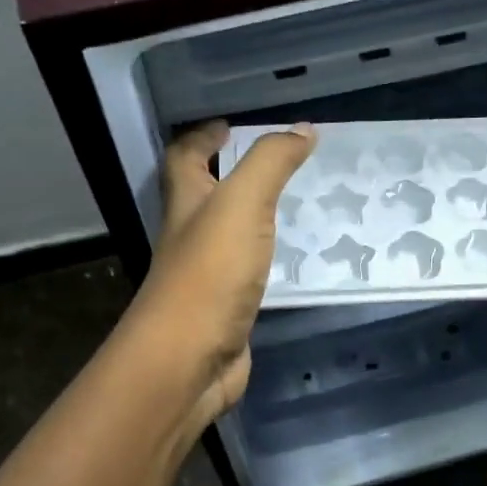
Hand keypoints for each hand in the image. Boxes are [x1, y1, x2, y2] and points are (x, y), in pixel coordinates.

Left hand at [126, 120, 314, 426]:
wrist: (189, 360)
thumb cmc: (210, 273)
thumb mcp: (242, 203)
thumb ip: (270, 163)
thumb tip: (302, 128)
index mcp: (185, 203)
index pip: (184, 157)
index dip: (202, 137)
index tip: (230, 125)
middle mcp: (190, 235)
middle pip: (204, 194)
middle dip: (232, 173)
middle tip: (278, 163)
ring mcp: (206, 274)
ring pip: (230, 233)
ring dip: (255, 216)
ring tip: (299, 204)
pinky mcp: (226, 308)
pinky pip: (249, 271)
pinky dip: (268, 259)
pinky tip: (297, 259)